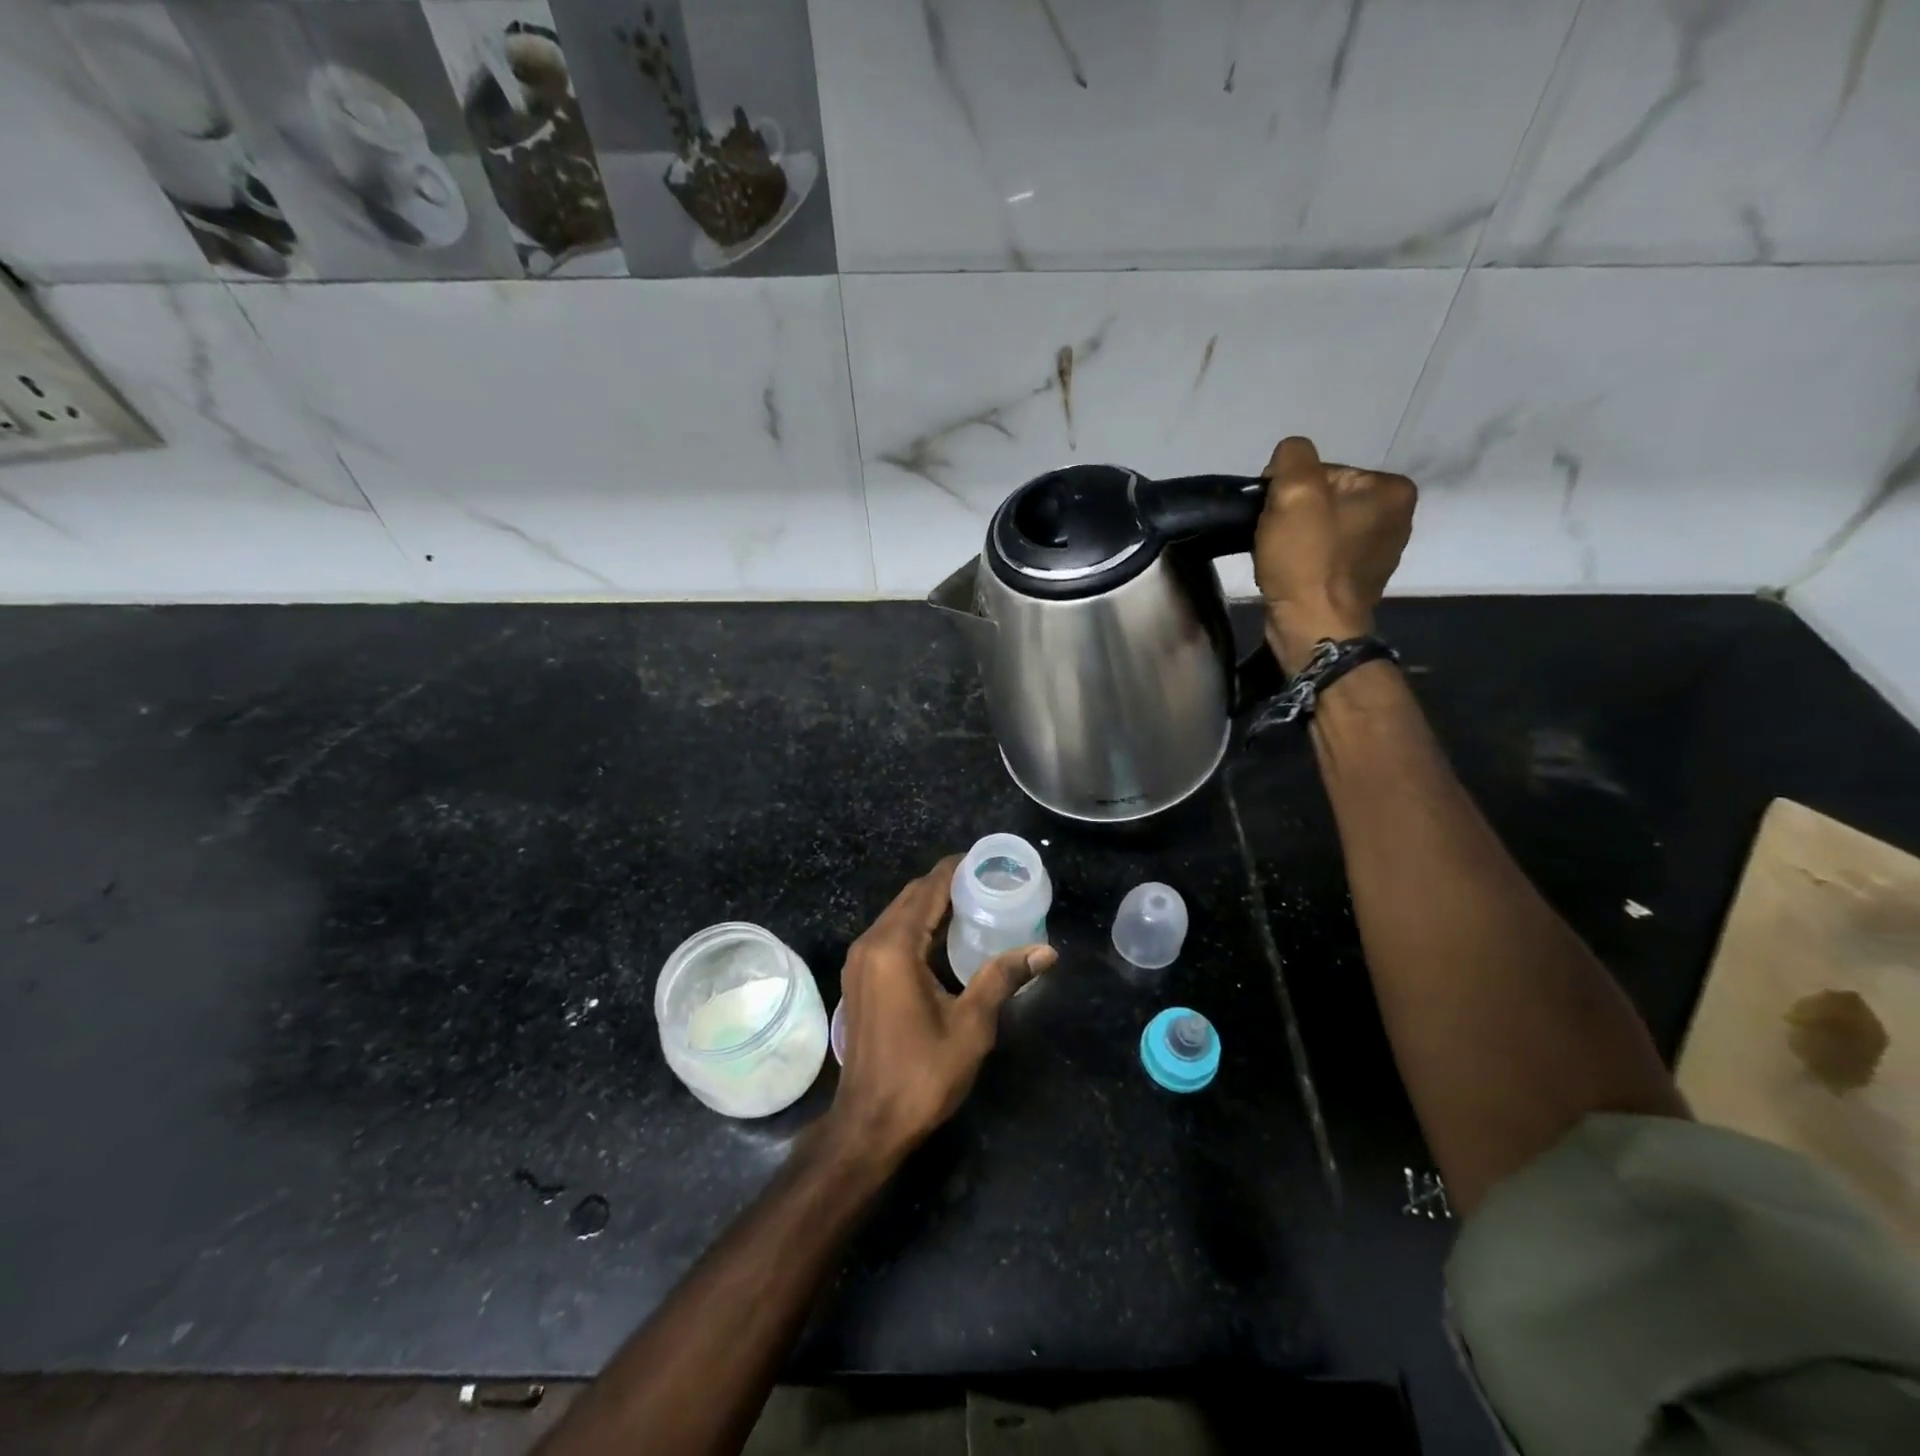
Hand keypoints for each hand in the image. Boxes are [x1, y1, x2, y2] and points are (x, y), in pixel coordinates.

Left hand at [825, 857, 1056, 1164]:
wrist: (868, 1123)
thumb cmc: (922, 1074)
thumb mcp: (971, 1026)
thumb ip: (1003, 978)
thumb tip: (1046, 951)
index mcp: (894, 947)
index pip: (928, 889)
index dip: (956, 870)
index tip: (987, 861)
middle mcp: (870, 943)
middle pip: (911, 897)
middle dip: (946, 884)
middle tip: (988, 882)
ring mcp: (860, 961)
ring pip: (898, 914)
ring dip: (931, 904)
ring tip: (974, 903)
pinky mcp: (860, 978)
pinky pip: (890, 934)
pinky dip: (917, 925)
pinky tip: (946, 937)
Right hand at [1253, 436, 1415, 672]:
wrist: (1311, 627)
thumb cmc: (1307, 559)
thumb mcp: (1295, 492)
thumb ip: (1293, 456)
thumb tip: (1288, 458)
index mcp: (1392, 490)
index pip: (1325, 470)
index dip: (1291, 489)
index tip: (1275, 514)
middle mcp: (1396, 518)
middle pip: (1324, 498)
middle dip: (1294, 514)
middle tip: (1273, 537)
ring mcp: (1379, 553)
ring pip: (1320, 527)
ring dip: (1294, 537)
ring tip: (1277, 556)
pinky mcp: (1358, 580)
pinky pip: (1323, 555)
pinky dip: (1302, 560)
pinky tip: (1288, 572)